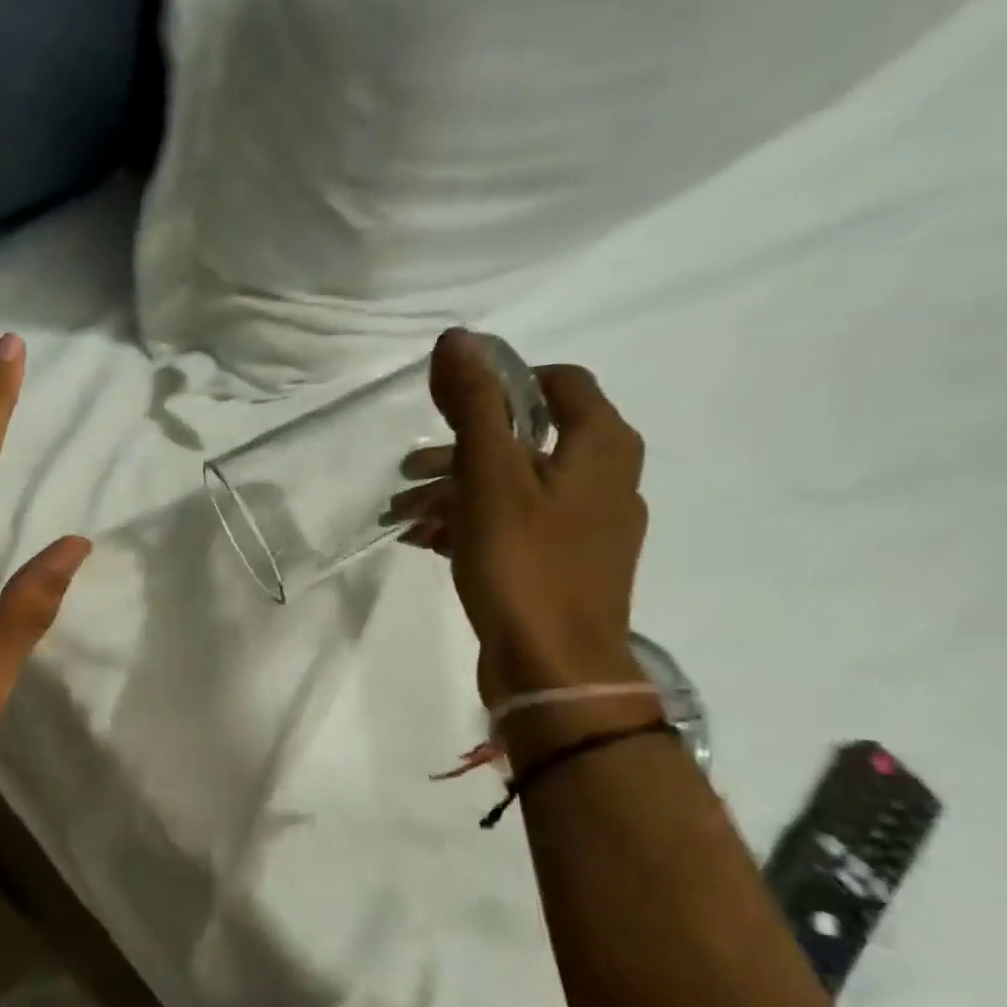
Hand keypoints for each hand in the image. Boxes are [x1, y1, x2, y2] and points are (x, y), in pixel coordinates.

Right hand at [422, 328, 648, 705]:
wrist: (555, 667)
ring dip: (454, 491)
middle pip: (528, 438)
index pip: (558, 382)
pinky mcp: (562, 563)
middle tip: (408, 470)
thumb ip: (476, 406)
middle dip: (459, 449)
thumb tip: (457, 338)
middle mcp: (605, 477)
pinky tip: (424, 541)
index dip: (501, 382)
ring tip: (401, 513)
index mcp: (602, 445)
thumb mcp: (492, 477)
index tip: (446, 406)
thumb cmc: (524, 563)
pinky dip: (469, 523)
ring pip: (514, 485)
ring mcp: (585, 525)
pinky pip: (512, 525)